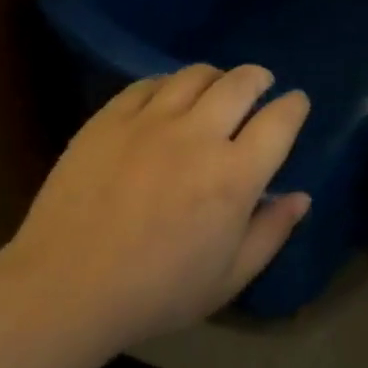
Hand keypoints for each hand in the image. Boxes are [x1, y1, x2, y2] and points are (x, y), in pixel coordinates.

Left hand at [0, 64, 310, 351]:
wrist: (66, 287)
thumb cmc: (156, 293)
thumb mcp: (228, 278)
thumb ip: (271, 233)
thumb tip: (301, 197)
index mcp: (234, 176)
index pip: (279, 121)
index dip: (294, 106)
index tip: (296, 103)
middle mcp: (198, 136)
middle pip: (241, 83)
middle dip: (259, 78)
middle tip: (260, 84)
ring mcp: (150, 121)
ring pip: (195, 75)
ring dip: (216, 76)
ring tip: (215, 88)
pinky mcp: (109, 119)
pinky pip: (148, 84)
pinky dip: (168, 84)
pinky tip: (167, 98)